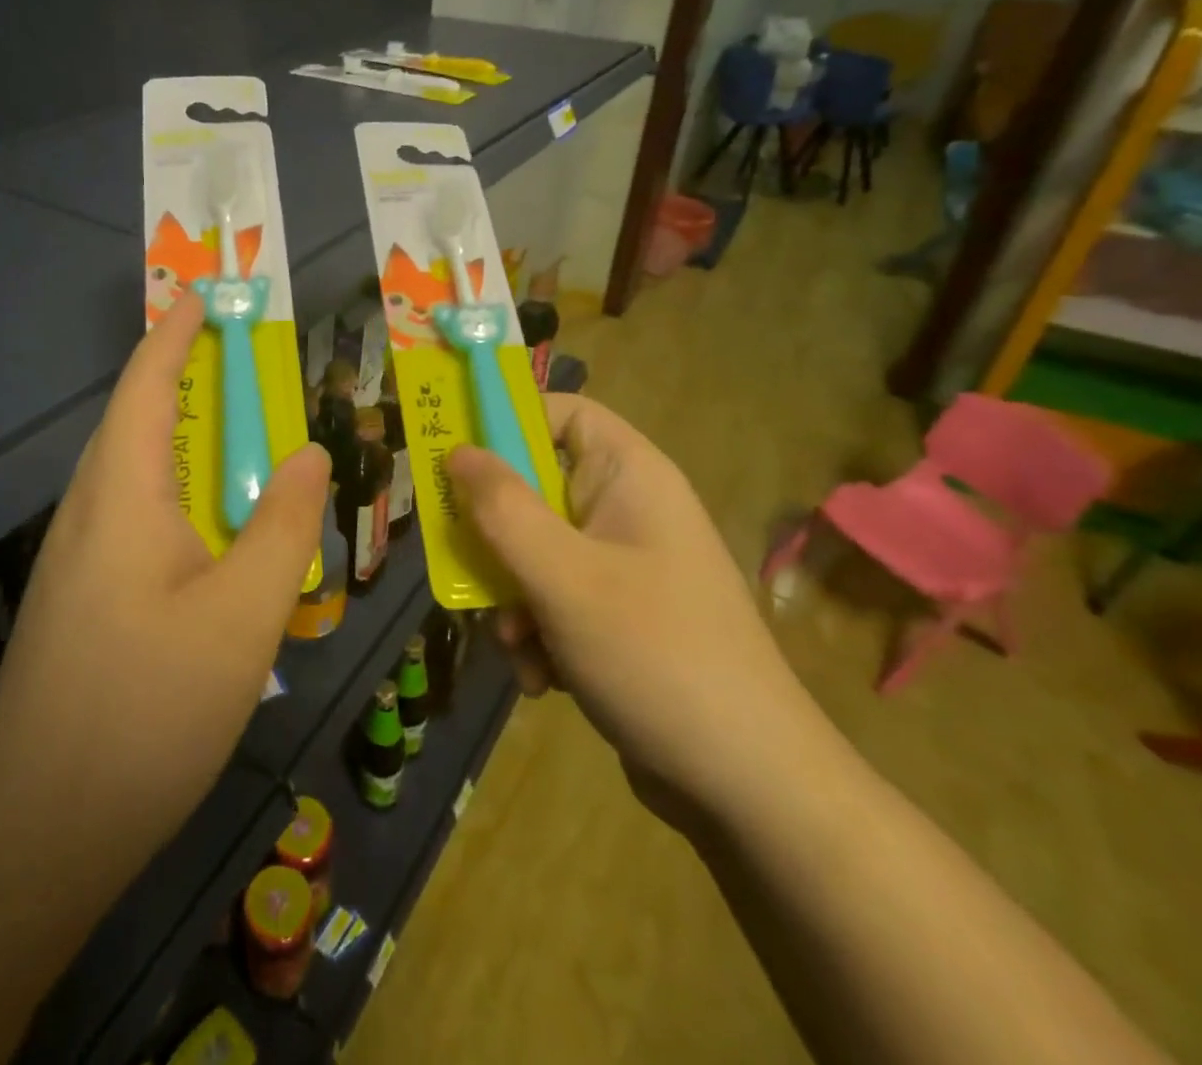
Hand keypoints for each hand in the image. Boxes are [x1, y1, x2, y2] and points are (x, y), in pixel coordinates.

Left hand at [0, 293, 329, 891]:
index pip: (146, 385)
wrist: (42, 822)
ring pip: (132, 469)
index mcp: (122, 493)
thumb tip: (307, 452)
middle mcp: (89, 509)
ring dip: (179, 435)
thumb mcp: (243, 612)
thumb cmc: (149, 706)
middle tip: (240, 361)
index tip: (201, 296)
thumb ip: (284, 524)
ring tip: (235, 432)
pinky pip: (132, 512)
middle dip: (181, 376)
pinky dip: (175, 488)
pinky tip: (210, 523)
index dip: (174, 334)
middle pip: (135, 419)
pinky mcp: (80, 593)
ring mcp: (77, 555)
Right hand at [447, 395, 827, 824]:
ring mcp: (625, 567)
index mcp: (630, 476)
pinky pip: (555, 600)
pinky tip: (543, 679)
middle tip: (461, 562)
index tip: (452, 456)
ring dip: (512, 596)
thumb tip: (457, 450)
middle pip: (536, 488)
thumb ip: (502, 509)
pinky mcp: (620, 617)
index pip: (561, 413)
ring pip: (536, 551)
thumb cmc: (655, 655)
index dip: (506, 423)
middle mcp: (628, 510)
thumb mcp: (563, 576)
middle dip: (496, 536)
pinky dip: (538, 633)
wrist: (750, 788)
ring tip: (517, 643)